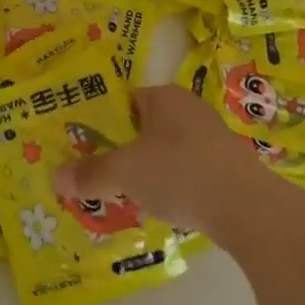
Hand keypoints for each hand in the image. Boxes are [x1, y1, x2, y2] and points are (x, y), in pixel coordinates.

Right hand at [53, 83, 271, 234]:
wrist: (248, 208)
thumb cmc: (180, 173)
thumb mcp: (125, 173)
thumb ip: (90, 174)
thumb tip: (56, 178)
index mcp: (163, 96)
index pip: (123, 101)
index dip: (101, 123)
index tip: (83, 147)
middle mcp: (188, 107)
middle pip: (144, 126)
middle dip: (123, 150)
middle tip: (100, 174)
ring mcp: (212, 136)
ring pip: (166, 149)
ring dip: (148, 169)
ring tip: (127, 195)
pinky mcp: (228, 164)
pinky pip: (188, 168)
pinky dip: (173, 183)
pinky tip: (164, 206)